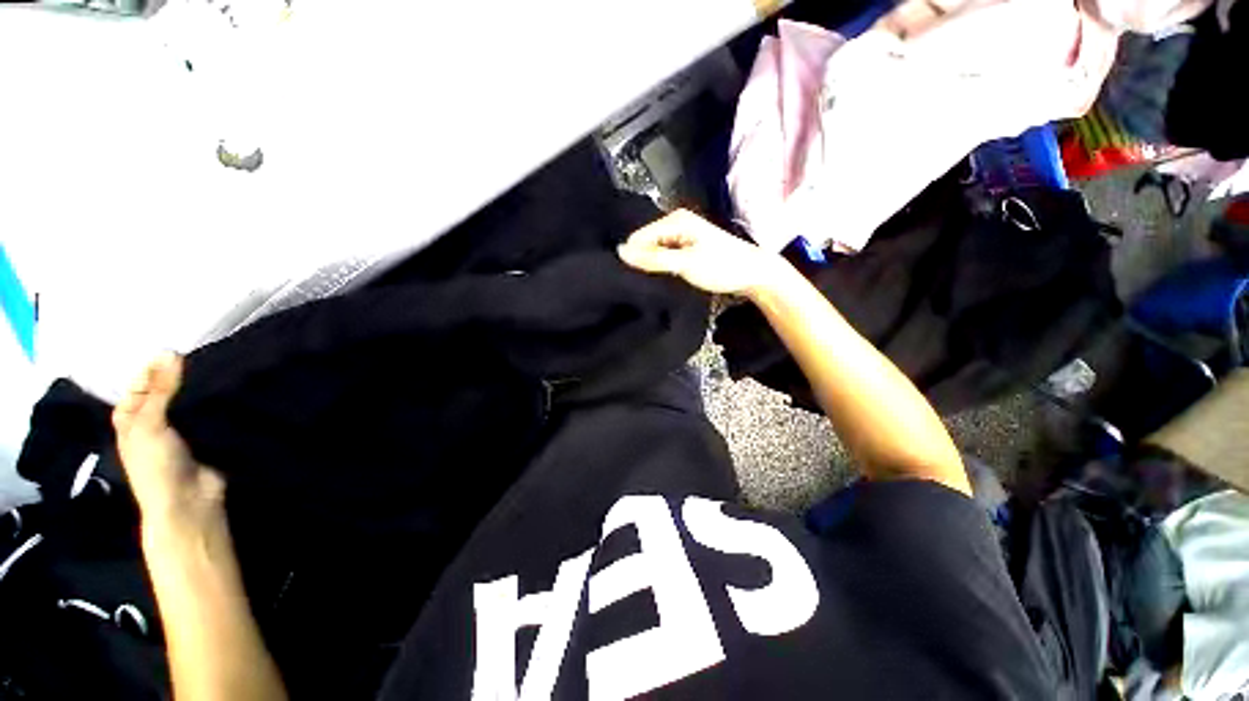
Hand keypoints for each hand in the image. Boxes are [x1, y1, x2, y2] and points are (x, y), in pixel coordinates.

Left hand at [114, 353, 225, 529]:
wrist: (188, 500)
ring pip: (189, 401)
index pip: (140, 383)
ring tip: (221, 368)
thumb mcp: (150, 423)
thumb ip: (161, 389)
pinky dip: (215, 402)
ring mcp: (180, 429)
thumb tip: (170, 350)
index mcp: (130, 417)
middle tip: (203, 354)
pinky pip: (208, 412)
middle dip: (181, 375)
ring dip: (200, 389)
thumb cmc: (156, 464)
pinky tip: (228, 389)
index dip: (154, 367)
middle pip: (165, 391)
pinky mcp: (205, 435)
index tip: (179, 348)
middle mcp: (153, 420)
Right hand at [618, 209, 784, 297]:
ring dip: (653, 266)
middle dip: (643, 261)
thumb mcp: (685, 263)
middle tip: (645, 281)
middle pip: (646, 243)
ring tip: (654, 281)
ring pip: (655, 251)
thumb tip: (620, 251)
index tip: (634, 277)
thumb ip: (653, 258)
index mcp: (675, 220)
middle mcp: (676, 223)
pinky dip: (662, 267)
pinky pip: (665, 256)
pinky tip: (664, 278)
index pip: (638, 237)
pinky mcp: (686, 248)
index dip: (634, 257)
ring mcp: (682, 236)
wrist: (753, 274)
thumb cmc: (721, 266)